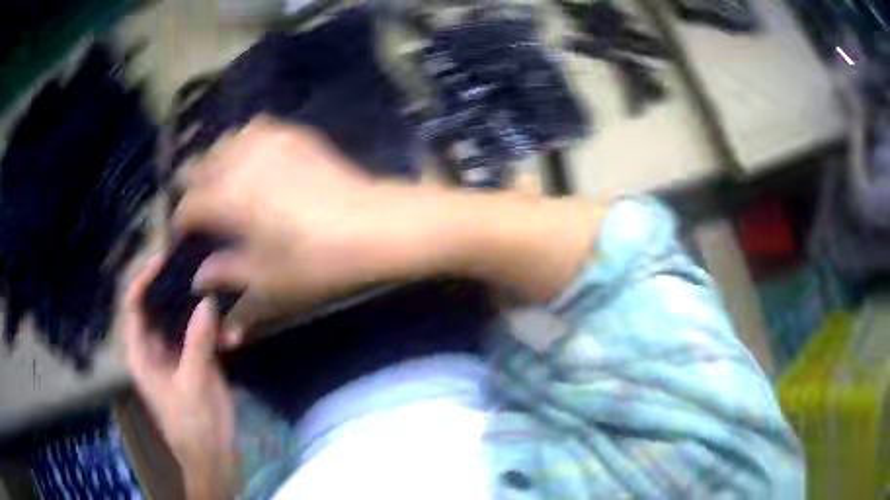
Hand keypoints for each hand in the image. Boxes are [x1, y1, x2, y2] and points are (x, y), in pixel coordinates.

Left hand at [123, 257, 237, 498]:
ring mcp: (176, 354)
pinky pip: (203, 337)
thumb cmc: (192, 425)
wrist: (214, 457)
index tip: (164, 261)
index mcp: (142, 353)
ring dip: (202, 312)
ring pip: (183, 320)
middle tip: (198, 269)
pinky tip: (235, 335)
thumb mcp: (192, 384)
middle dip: (177, 290)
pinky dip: (217, 332)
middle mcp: (155, 348)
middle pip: (159, 307)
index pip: (134, 306)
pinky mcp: (196, 362)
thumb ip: (197, 343)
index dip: (144, 280)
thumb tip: (207, 301)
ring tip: (223, 300)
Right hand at [174, 117, 434, 328]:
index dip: (179, 225)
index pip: (187, 207)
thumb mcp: (268, 283)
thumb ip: (228, 280)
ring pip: (224, 142)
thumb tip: (199, 279)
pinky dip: (245, 142)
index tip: (181, 241)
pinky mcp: (294, 134)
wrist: (375, 226)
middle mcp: (240, 160)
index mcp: (227, 198)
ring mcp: (269, 140)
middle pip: (198, 166)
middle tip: (200, 213)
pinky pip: (256, 129)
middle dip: (192, 189)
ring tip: (222, 184)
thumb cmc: (317, 261)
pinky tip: (253, 160)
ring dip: (215, 162)